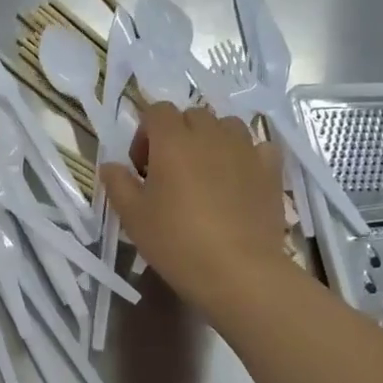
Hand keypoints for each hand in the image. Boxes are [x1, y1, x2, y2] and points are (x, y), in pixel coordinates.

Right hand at [101, 103, 287, 316]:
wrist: (237, 271)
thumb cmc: (176, 242)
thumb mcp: (133, 216)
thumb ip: (118, 184)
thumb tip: (111, 166)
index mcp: (173, 140)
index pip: (156, 111)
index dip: (145, 134)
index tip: (141, 167)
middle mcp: (211, 134)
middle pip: (192, 116)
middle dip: (178, 135)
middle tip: (170, 172)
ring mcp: (246, 149)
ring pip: (227, 126)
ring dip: (212, 140)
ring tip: (206, 174)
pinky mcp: (271, 170)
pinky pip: (259, 147)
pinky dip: (247, 155)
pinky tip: (240, 179)